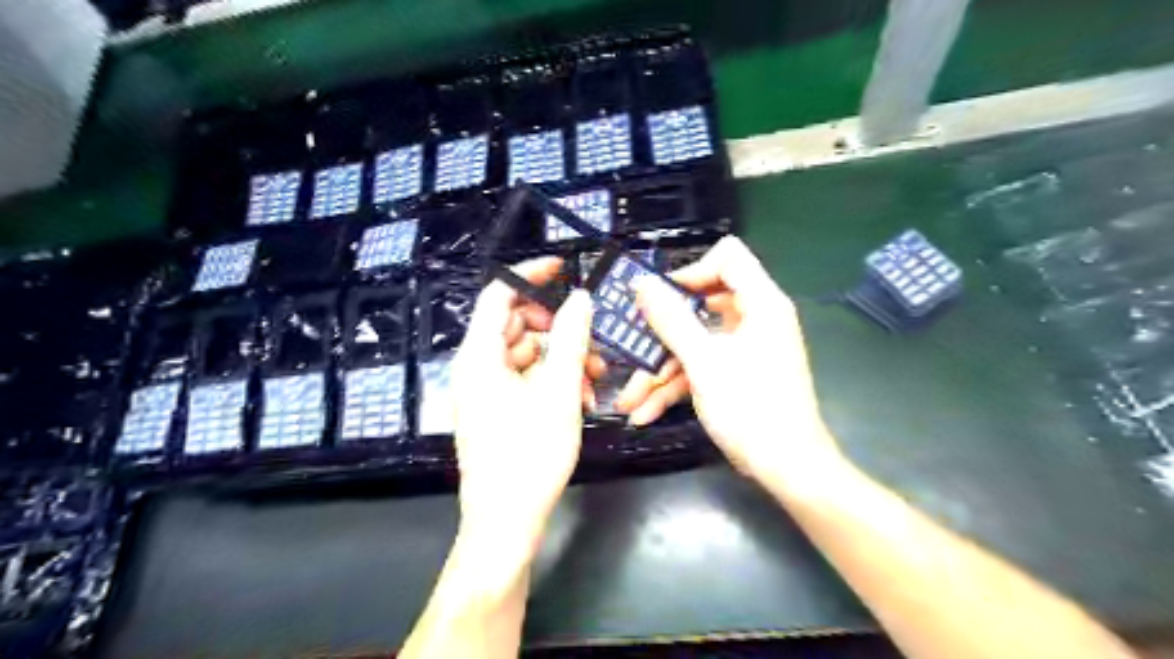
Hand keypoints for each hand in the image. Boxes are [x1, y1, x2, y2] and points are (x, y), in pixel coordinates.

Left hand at [451, 261, 597, 557]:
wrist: (506, 522)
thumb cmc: (529, 454)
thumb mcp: (558, 391)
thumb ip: (570, 339)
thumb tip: (580, 298)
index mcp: (479, 356)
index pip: (498, 295)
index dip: (529, 276)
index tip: (562, 270)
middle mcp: (476, 368)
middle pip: (517, 326)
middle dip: (558, 329)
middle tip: (590, 340)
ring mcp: (485, 391)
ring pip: (527, 356)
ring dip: (561, 360)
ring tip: (593, 379)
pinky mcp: (496, 411)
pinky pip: (525, 380)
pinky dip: (551, 382)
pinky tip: (580, 401)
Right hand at [615, 241, 843, 486]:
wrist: (786, 468)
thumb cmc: (751, 408)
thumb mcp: (703, 362)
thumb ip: (670, 319)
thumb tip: (642, 282)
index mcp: (760, 303)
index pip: (728, 258)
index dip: (693, 271)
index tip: (662, 298)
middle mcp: (754, 319)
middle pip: (701, 304)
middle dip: (662, 332)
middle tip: (631, 345)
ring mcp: (744, 349)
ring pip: (694, 343)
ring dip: (660, 370)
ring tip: (628, 399)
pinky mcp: (736, 374)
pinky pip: (701, 367)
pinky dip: (675, 387)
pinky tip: (645, 411)